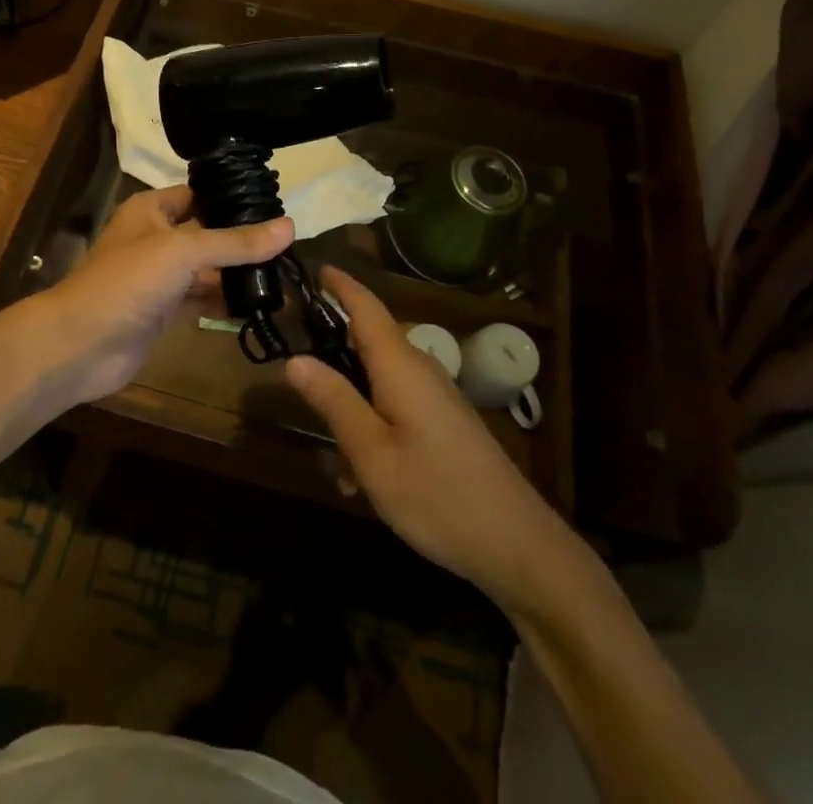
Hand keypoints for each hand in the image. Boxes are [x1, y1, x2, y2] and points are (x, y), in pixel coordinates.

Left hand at [29, 186, 292, 403]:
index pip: (200, 194)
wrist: (80, 345)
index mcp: (152, 209)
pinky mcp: (163, 311)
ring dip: (238, 274)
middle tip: (290, 247)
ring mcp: (159, 277)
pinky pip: (201, 299)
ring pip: (207, 269)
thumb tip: (290, 227)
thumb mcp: (184, 251)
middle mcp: (156, 238)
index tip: (278, 207)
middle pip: (208, 233)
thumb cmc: (127, 282)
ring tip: (284, 278)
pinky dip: (226, 301)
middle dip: (243, 241)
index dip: (234, 199)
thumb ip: (235, 242)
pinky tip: (259, 305)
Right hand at [284, 267, 571, 607]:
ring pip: (379, 381)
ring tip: (334, 463)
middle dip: (334, 354)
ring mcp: (437, 396)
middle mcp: (420, 370)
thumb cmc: (437, 495)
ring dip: (351, 408)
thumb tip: (294, 359)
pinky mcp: (445, 422)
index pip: (367, 308)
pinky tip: (363, 479)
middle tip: (297, 376)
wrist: (518, 546)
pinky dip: (372, 428)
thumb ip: (334, 402)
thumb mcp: (372, 453)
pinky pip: (397, 406)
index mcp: (401, 366)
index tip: (317, 266)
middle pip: (369, 342)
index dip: (342, 286)